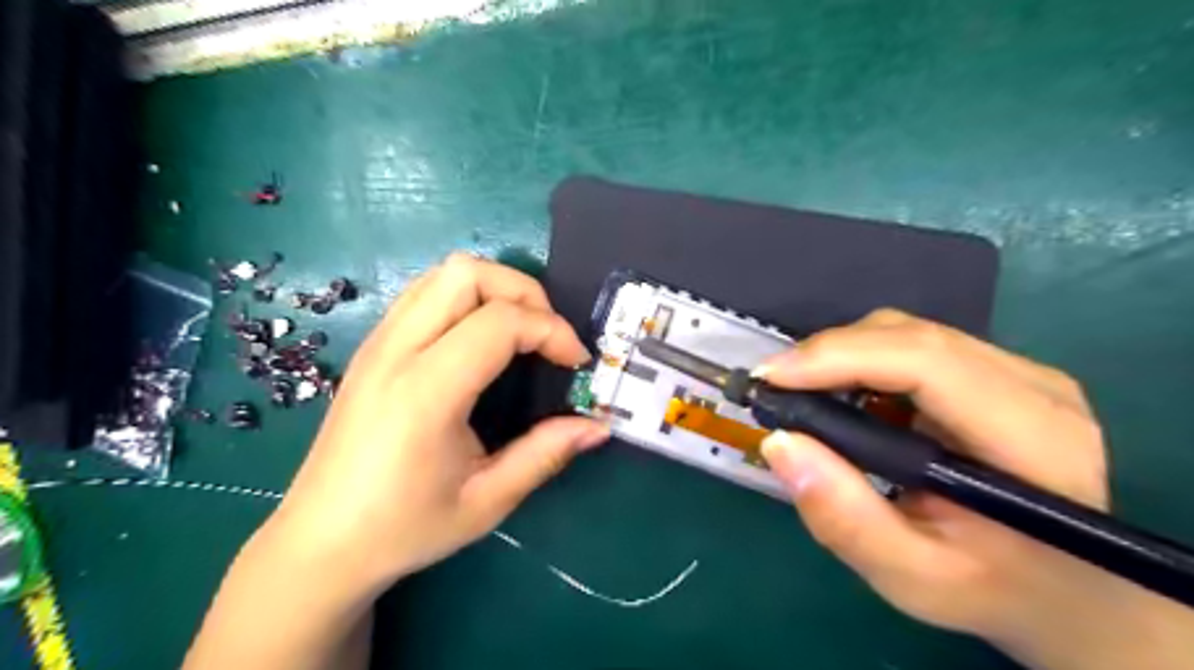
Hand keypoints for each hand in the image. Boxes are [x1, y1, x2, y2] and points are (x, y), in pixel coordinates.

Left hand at [266, 255, 607, 592]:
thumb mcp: (487, 501)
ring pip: (443, 273)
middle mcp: (396, 352)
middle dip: (524, 293)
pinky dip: (466, 297)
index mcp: (425, 392)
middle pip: (468, 273)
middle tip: (547, 337)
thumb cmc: (404, 528)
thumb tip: (598, 426)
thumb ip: (546, 454)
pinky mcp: (373, 347)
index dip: (552, 331)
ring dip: (495, 289)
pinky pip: (425, 292)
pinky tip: (480, 339)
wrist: (320, 542)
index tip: (576, 363)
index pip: (500, 322)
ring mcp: (378, 343)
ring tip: (520, 333)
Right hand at [753, 309, 1192, 668]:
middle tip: (776, 388)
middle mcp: (1035, 386)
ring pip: (908, 332)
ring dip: (844, 356)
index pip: (926, 362)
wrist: (1070, 590)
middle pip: (911, 335)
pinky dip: (864, 363)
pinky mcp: (997, 372)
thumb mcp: (913, 578)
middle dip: (829, 354)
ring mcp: (1020, 371)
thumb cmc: (994, 589)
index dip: (840, 357)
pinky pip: (914, 345)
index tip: (771, 377)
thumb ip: (846, 519)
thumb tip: (780, 443)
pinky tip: (849, 400)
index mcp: (1033, 438)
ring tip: (806, 396)